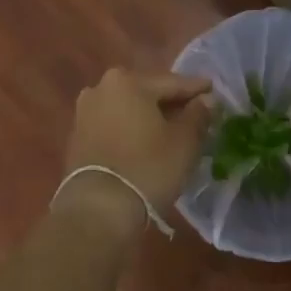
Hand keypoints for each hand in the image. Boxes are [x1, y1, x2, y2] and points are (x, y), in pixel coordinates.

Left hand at [64, 68, 213, 213]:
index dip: (196, 88)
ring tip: (171, 129)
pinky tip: (146, 143)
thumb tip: (205, 100)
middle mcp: (101, 88)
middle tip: (194, 111)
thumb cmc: (148, 167)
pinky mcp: (77, 137)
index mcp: (128, 81)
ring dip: (149, 117)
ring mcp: (85, 113)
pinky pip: (113, 125)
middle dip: (170, 102)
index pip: (172, 82)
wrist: (98, 209)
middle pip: (146, 93)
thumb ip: (198, 114)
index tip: (213, 90)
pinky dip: (131, 130)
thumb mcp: (185, 141)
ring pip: (128, 109)